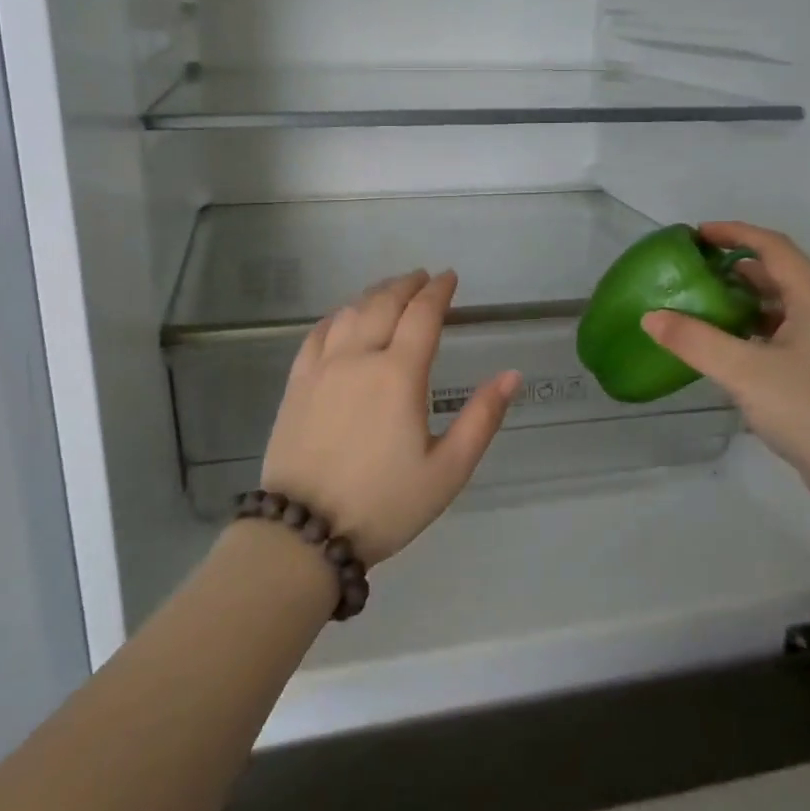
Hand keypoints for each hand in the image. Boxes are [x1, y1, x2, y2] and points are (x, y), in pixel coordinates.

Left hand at [262, 270, 520, 564]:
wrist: (304, 533)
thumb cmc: (384, 505)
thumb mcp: (447, 471)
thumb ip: (482, 418)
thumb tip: (512, 375)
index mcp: (398, 375)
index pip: (422, 315)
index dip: (438, 291)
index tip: (450, 278)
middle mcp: (358, 358)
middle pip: (384, 303)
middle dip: (407, 285)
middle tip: (422, 278)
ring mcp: (322, 368)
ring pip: (349, 312)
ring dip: (373, 295)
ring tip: (389, 292)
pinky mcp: (297, 384)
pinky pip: (317, 334)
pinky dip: (337, 315)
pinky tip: (343, 317)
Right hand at [640, 223, 809, 480]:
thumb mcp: (746, 372)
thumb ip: (695, 342)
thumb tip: (651, 317)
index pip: (773, 247)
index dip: (735, 233)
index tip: (696, 235)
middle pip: (778, 277)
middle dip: (734, 268)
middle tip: (691, 275)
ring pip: (780, 312)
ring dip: (742, 305)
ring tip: (701, 311)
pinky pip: (783, 341)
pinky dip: (752, 337)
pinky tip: (727, 356)